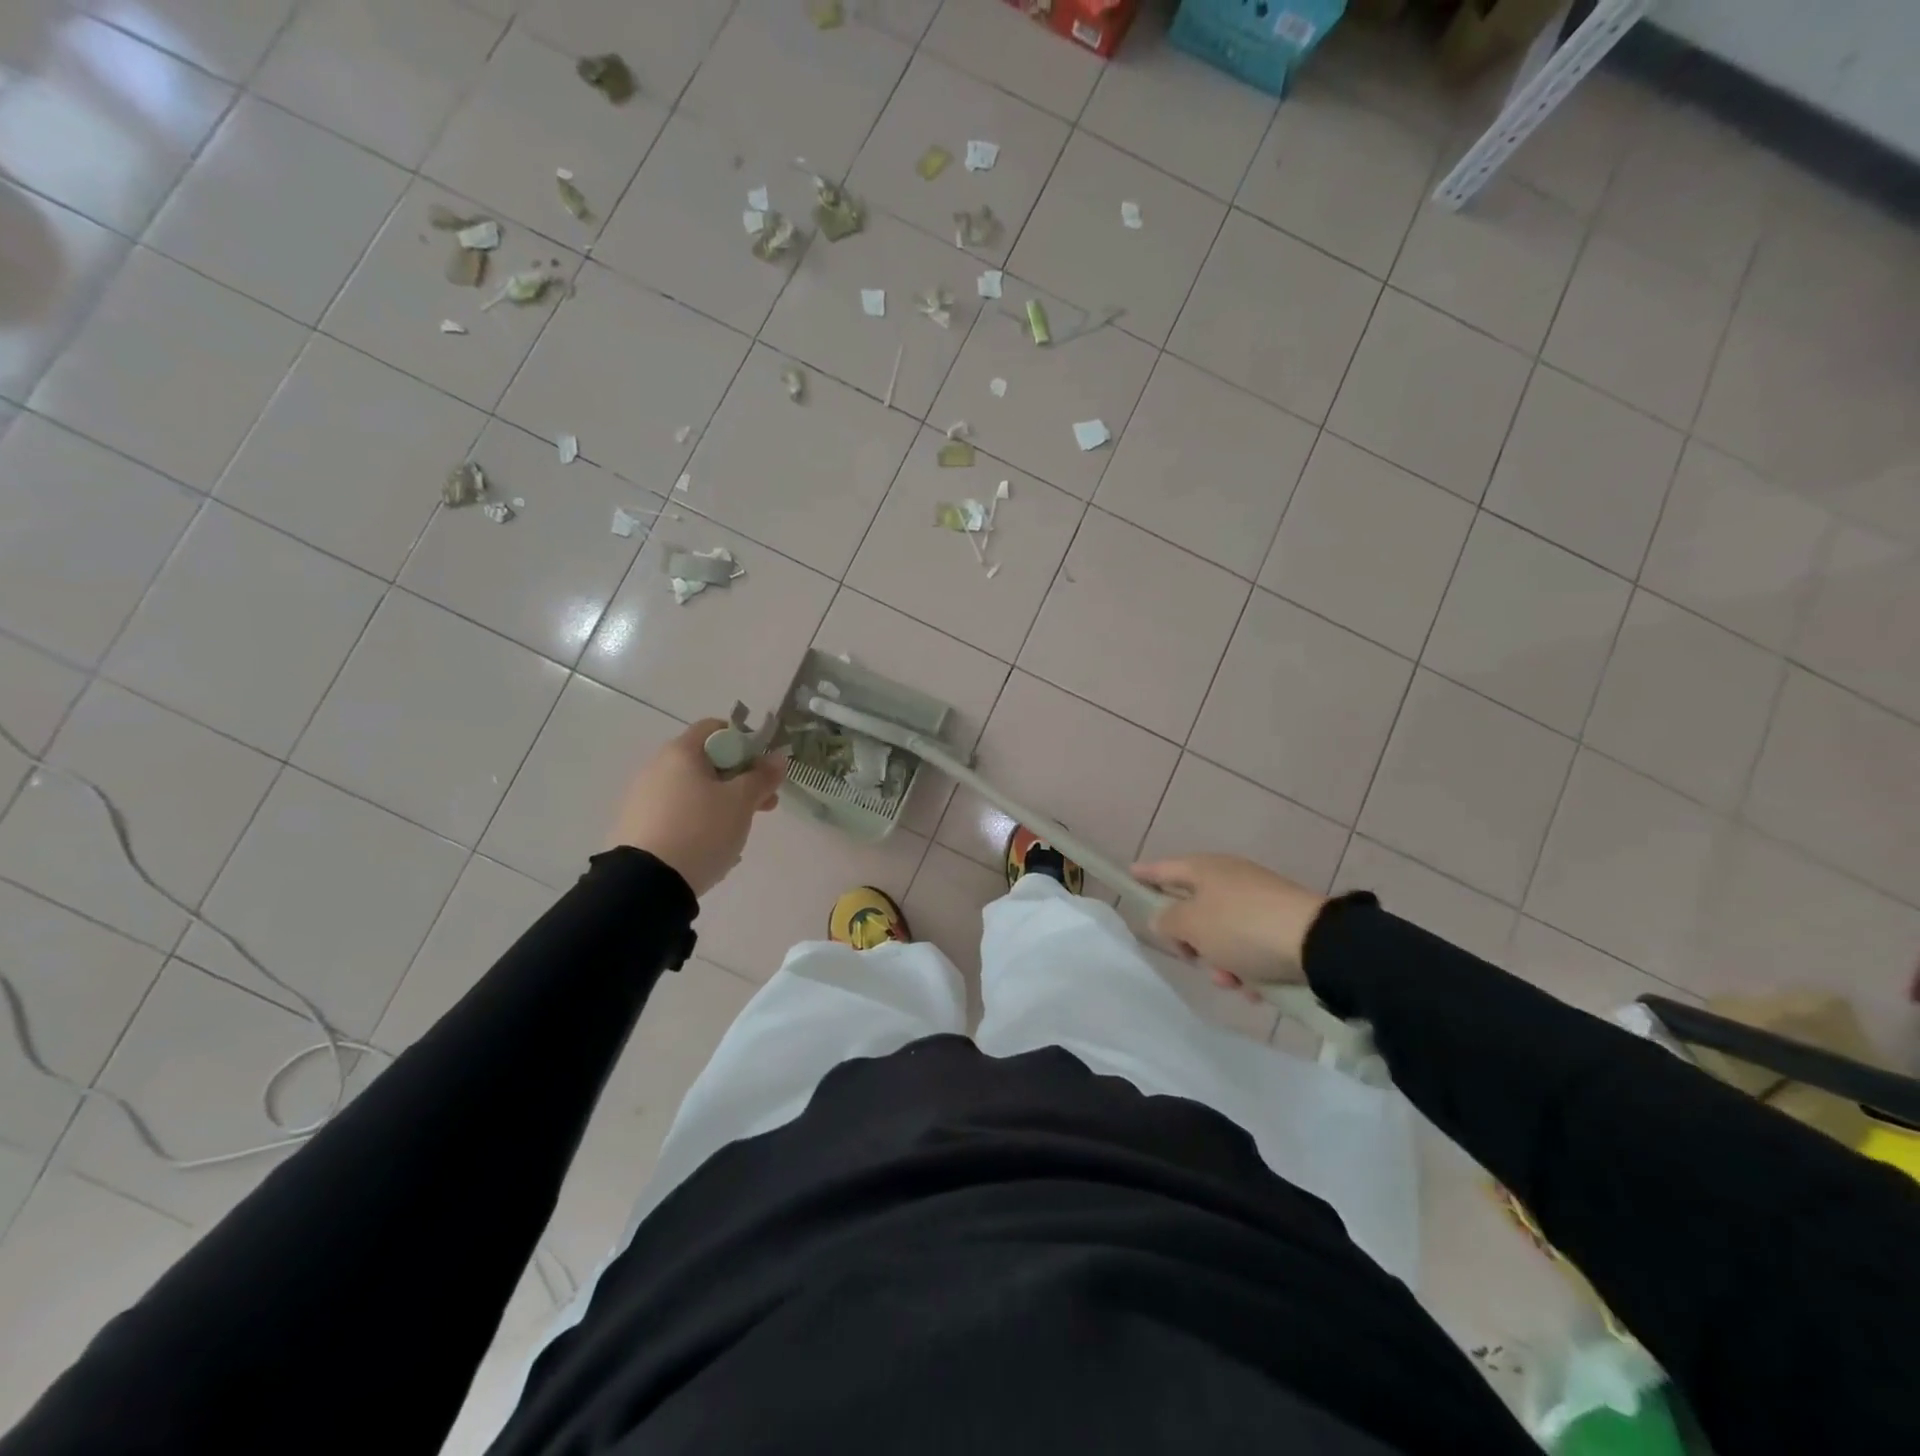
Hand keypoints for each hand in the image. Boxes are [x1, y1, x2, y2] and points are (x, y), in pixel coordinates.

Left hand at [609, 719, 784, 896]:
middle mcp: (657, 767)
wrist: (646, 884)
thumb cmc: (701, 830)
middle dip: (741, 781)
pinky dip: (699, 824)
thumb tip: (776, 758)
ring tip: (739, 835)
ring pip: (694, 792)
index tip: (763, 769)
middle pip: (707, 763)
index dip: (745, 742)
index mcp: (681, 752)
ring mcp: (643, 798)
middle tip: (764, 805)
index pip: (715, 728)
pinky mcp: (638, 826)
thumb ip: (762, 777)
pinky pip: (678, 816)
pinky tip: (712, 850)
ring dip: (722, 805)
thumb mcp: (741, 802)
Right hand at [1132, 854, 1326, 991]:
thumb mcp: (1192, 925)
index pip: (1164, 869)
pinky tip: (1258, 989)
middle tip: (1193, 958)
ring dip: (1221, 961)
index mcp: (1205, 869)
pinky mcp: (1283, 923)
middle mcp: (1230, 878)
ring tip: (1234, 981)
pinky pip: (1252, 946)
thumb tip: (1164, 919)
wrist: (1318, 944)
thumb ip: (1167, 921)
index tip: (1129, 876)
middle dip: (1191, 941)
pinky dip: (1250, 967)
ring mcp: (1259, 900)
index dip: (1145, 874)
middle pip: (1194, 909)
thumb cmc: (1241, 927)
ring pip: (1223, 934)